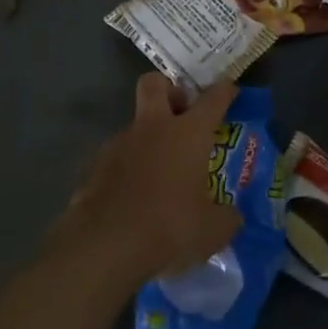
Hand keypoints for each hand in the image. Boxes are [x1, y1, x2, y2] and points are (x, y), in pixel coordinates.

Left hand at [66, 75, 241, 282]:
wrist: (106, 244)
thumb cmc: (169, 227)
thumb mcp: (212, 230)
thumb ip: (226, 217)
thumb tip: (231, 215)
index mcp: (188, 133)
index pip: (212, 99)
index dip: (224, 91)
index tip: (229, 89)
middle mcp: (153, 128)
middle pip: (155, 84)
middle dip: (169, 89)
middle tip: (181, 111)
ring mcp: (120, 143)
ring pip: (135, 124)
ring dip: (149, 137)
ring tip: (160, 171)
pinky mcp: (96, 166)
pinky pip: (118, 156)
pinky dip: (129, 167)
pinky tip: (135, 194)